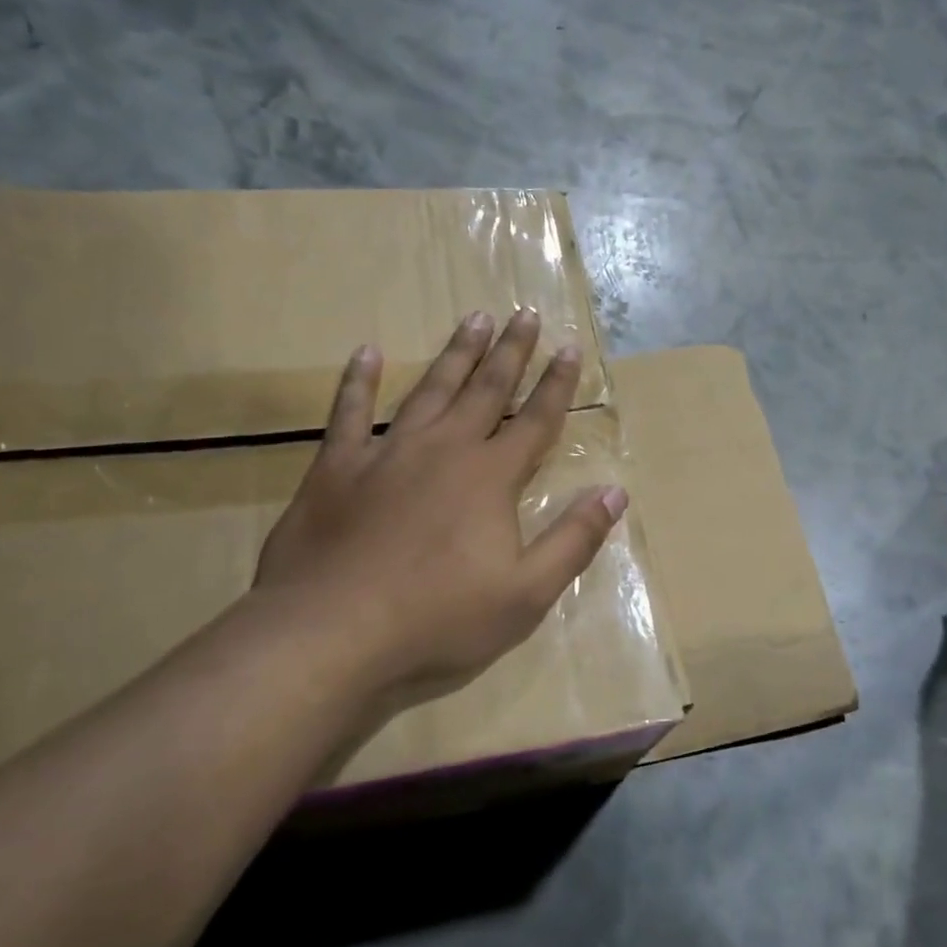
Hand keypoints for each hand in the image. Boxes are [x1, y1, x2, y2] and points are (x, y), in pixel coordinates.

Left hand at [254, 308, 626, 716]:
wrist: (331, 632)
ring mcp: (386, 453)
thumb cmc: (438, 619)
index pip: (536, 420)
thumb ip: (574, 539)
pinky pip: (349, 412)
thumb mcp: (526, 593)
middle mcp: (443, 449)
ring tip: (473, 318)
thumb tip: (615, 492)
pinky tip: (368, 353)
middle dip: (511, 351)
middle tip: (525, 313)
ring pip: (429, 389)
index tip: (571, 347)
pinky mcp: (336, 467)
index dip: (557, 384)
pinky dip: (359, 381)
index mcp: (490, 477)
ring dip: (455, 354)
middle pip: (486, 390)